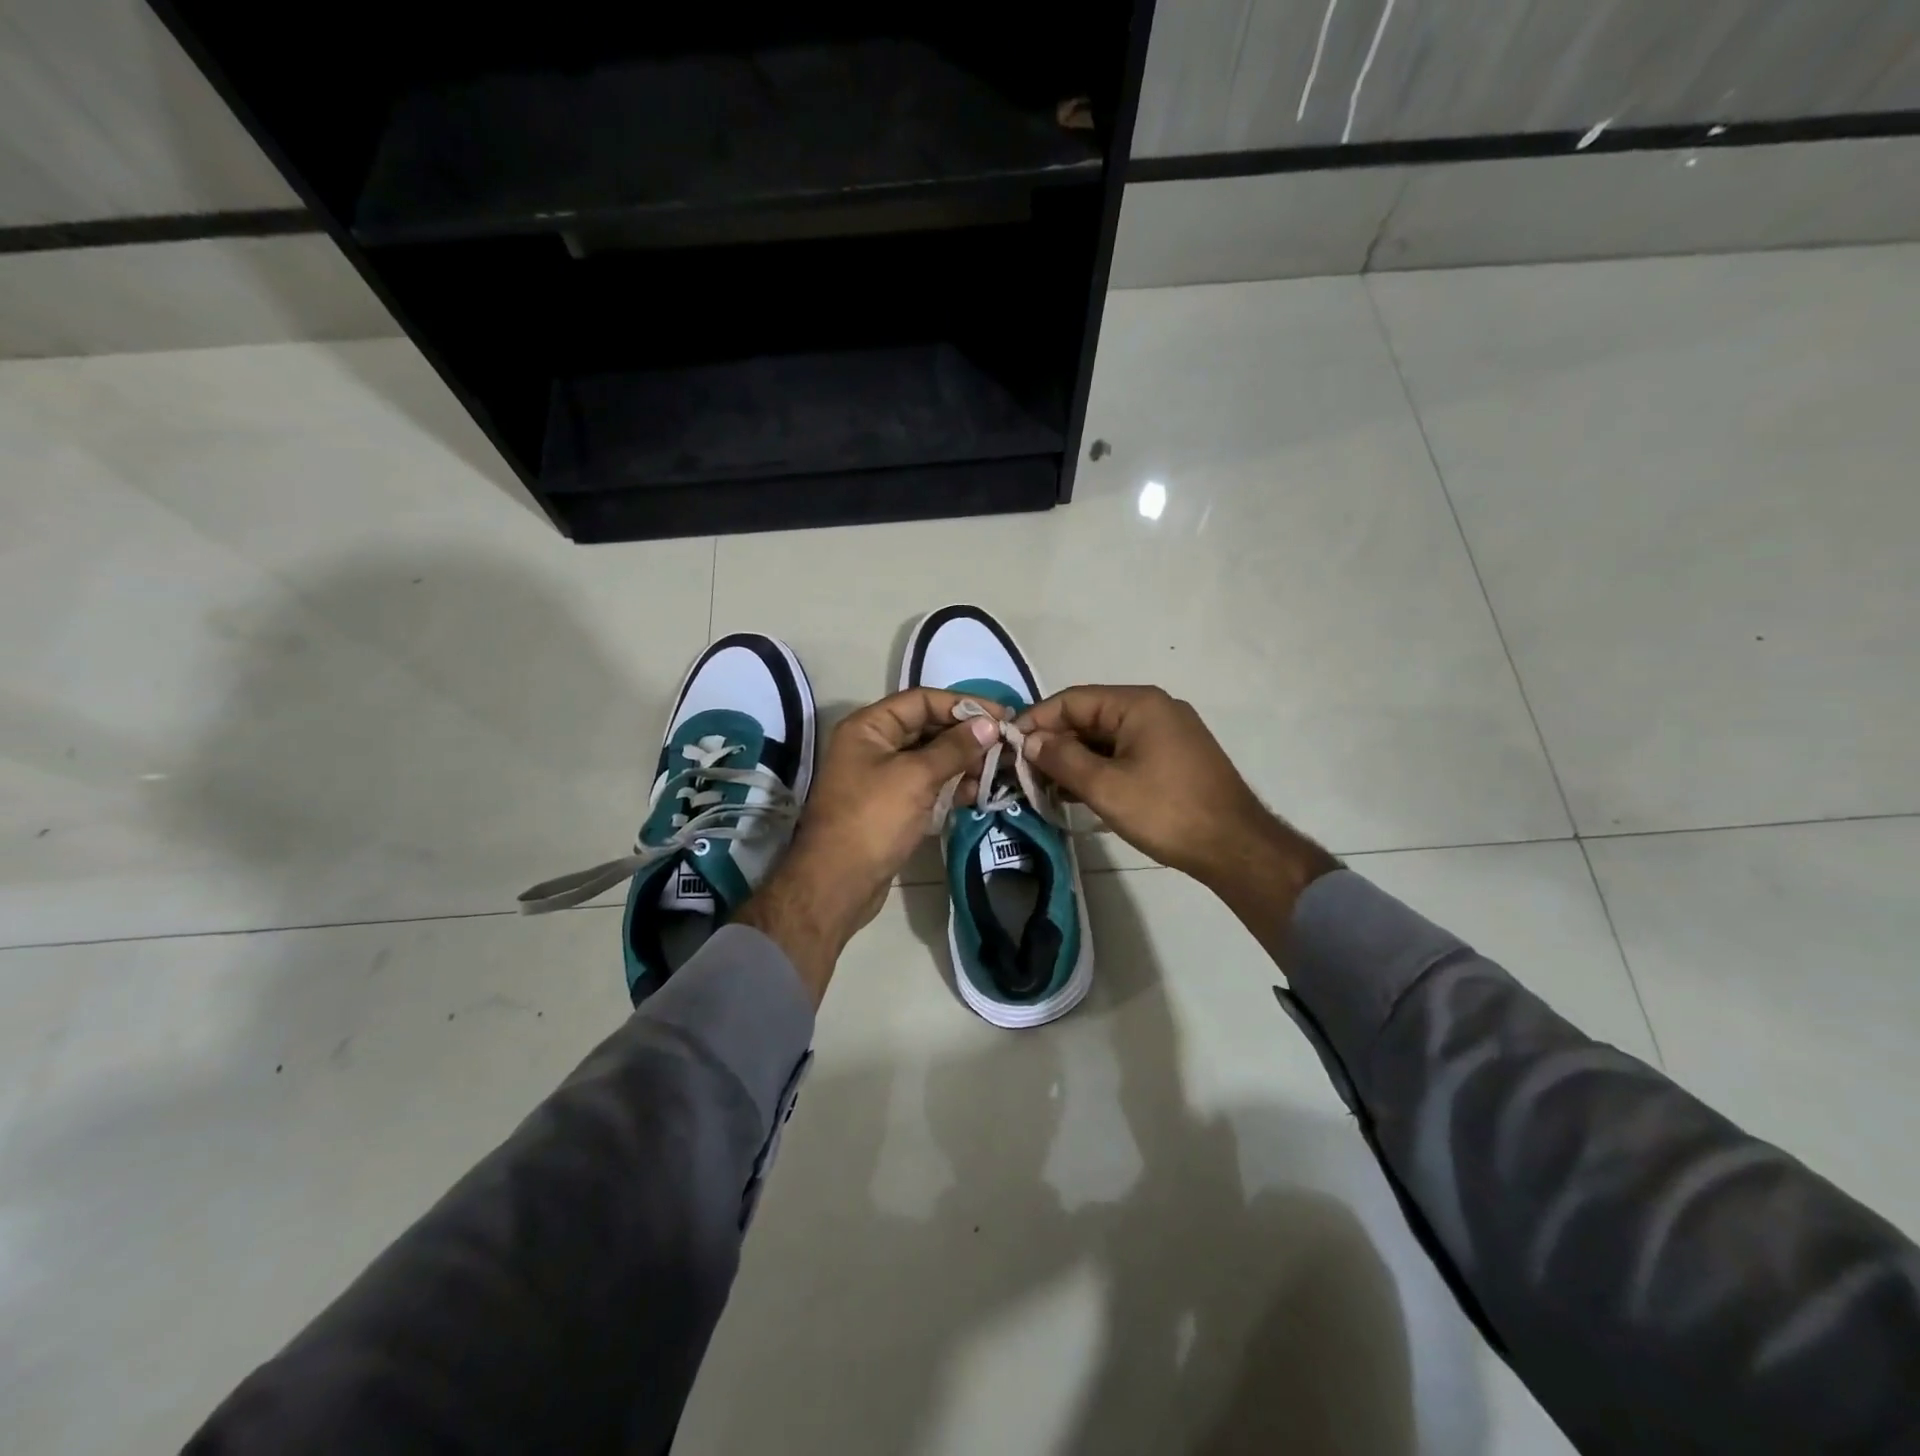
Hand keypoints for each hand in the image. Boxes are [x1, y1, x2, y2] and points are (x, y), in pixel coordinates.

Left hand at [738, 689, 1000, 1002]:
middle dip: (966, 734)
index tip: (1001, 716)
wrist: (837, 883)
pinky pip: (927, 784)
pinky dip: (952, 785)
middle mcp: (873, 746)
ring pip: (930, 758)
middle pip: (927, 727)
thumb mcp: (916, 777)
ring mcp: (882, 777)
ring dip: (963, 761)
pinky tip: (979, 791)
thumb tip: (990, 724)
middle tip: (1006, 744)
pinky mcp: (892, 805)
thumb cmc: (873, 819)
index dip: (962, 704)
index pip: (921, 700)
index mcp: (869, 727)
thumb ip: (954, 748)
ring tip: (999, 769)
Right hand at [1016, 686, 1336, 908]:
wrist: (1233, 846)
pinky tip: (1076, 791)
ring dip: (1074, 758)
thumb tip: (1030, 741)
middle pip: (1089, 717)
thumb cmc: (1166, 811)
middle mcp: (1154, 708)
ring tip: (1043, 786)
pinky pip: (1123, 753)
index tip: (1009, 745)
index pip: (1073, 700)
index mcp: (1138, 704)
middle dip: (1054, 742)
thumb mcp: (1105, 786)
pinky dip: (1098, 768)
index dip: (1037, 720)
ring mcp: (1166, 732)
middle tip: (1023, 771)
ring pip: (1105, 737)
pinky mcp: (1172, 757)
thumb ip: (1062, 758)